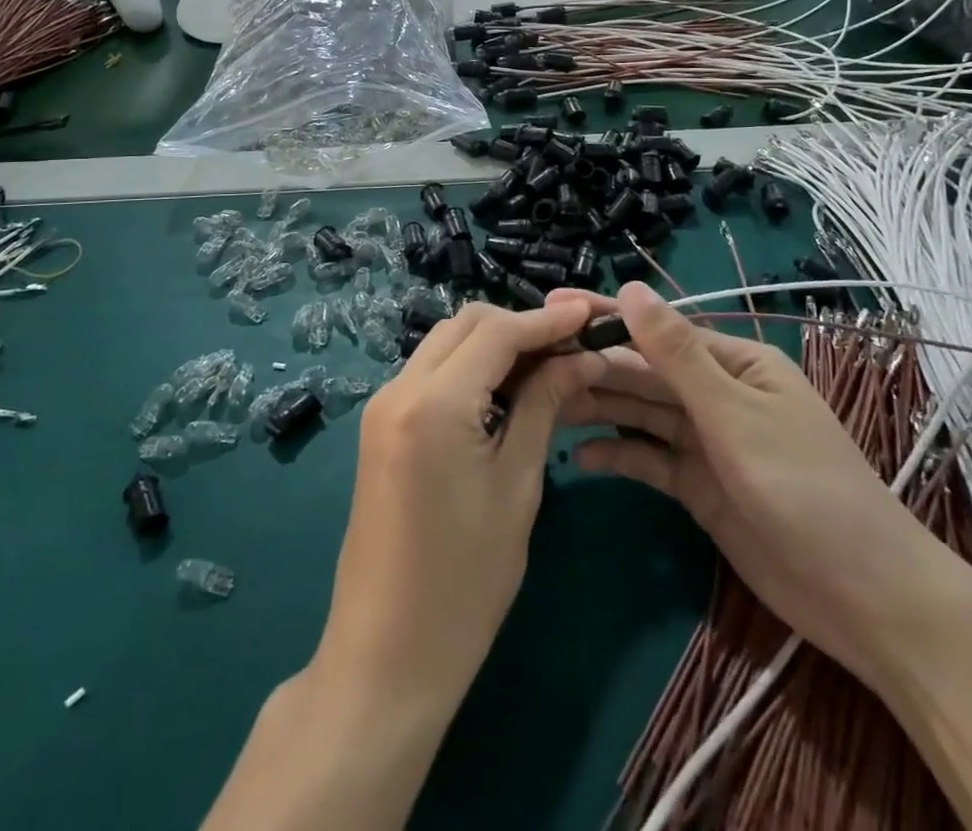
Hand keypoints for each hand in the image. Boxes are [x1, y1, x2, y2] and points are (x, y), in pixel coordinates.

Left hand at [313, 298, 602, 711]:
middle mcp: (399, 389)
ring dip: (494, 345)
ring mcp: (383, 406)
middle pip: (465, 325)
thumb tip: (580, 357)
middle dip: (519, 326)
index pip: (496, 332)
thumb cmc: (465, 582)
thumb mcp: (517, 486)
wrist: (386, 656)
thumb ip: (543, 406)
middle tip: (570, 347)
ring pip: (446, 344)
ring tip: (547, 367)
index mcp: (433, 402)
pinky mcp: (382, 426)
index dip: (546, 320)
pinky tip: (506, 391)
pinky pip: (431, 373)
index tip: (590, 315)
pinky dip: (470, 369)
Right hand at [556, 283, 940, 676]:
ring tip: (543, 405)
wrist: (863, 599)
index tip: (552, 306)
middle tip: (531, 363)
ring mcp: (707, 442)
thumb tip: (628, 288)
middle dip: (593, 365)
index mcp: (735, 363)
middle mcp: (717, 394)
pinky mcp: (700, 486)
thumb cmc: (803, 488)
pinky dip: (619, 456)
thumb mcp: (734, 414)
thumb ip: (676, 354)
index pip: (658, 331)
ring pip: (642, 414)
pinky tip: (579, 459)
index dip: (604, 318)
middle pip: (644, 373)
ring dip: (598, 408)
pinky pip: (650, 460)